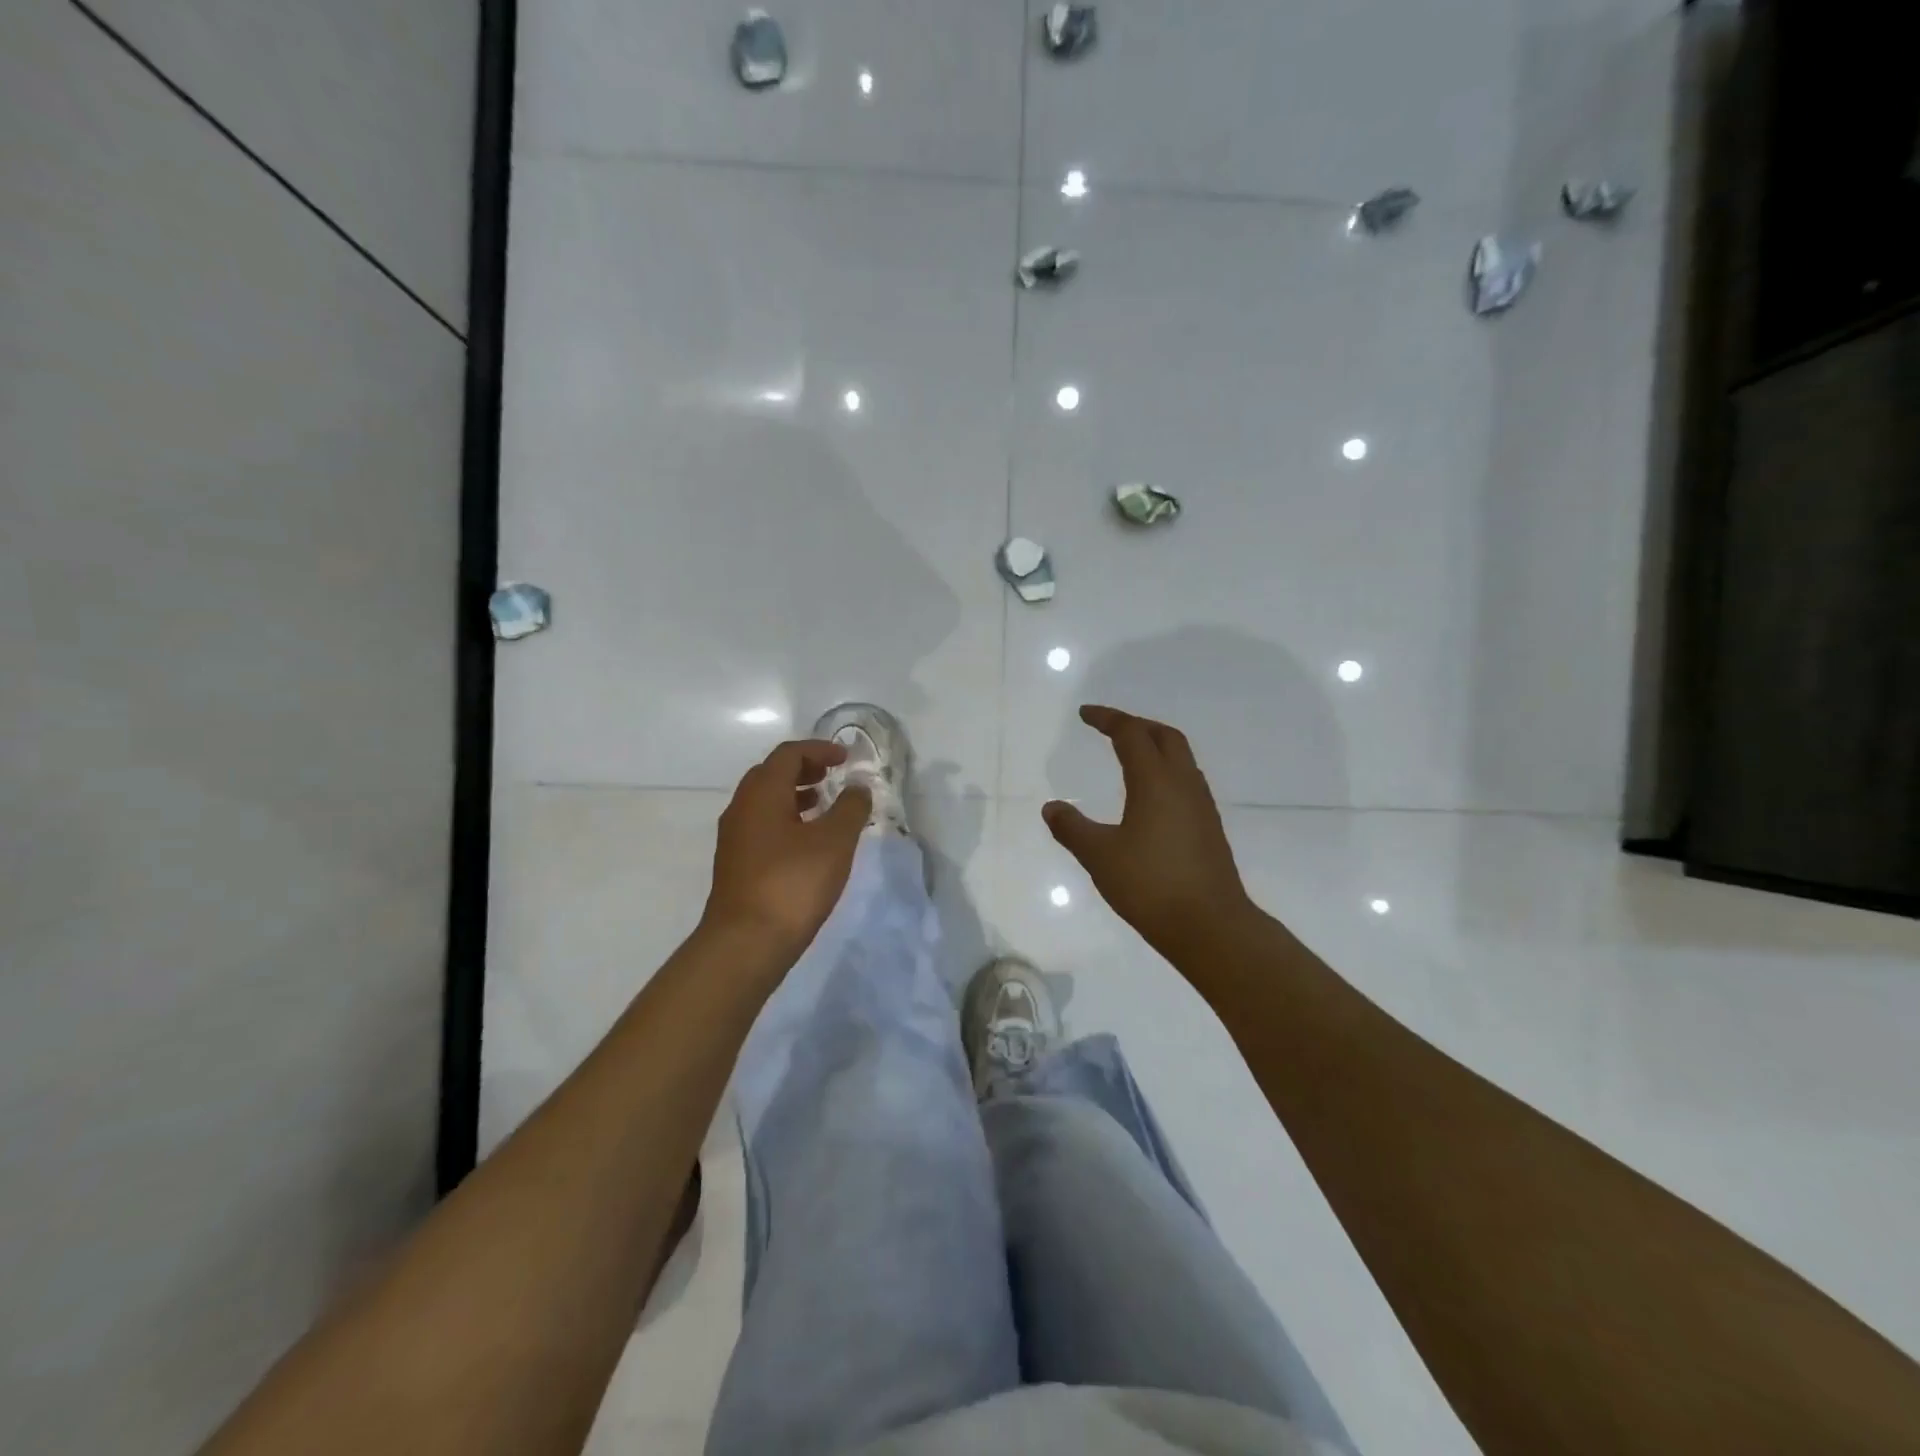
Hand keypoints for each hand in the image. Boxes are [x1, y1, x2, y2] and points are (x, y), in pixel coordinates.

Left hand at [701, 739, 870, 964]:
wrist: (746, 943)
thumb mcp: (834, 842)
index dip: (818, 750)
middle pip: (771, 774)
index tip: (845, 758)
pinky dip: (786, 820)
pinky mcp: (736, 864)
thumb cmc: (793, 883)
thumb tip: (858, 786)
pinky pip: (762, 826)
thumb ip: (850, 808)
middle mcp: (742, 808)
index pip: (788, 755)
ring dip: (794, 795)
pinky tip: (808, 843)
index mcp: (762, 794)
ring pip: (765, 802)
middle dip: (804, 769)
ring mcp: (735, 838)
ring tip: (824, 806)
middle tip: (833, 776)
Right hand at [1044, 706, 1255, 956]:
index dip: (1107, 718)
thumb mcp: (1099, 856)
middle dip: (1136, 725)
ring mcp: (1201, 805)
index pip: (1131, 734)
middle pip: (1165, 736)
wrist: (1210, 926)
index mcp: (1156, 782)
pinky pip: (1186, 781)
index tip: (1085, 714)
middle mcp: (1183, 784)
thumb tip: (1051, 808)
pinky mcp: (1208, 827)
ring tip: (1129, 755)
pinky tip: (1150, 796)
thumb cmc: (1151, 885)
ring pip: (1181, 758)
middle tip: (1110, 728)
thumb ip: (1072, 829)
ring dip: (1155, 746)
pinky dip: (1165, 771)